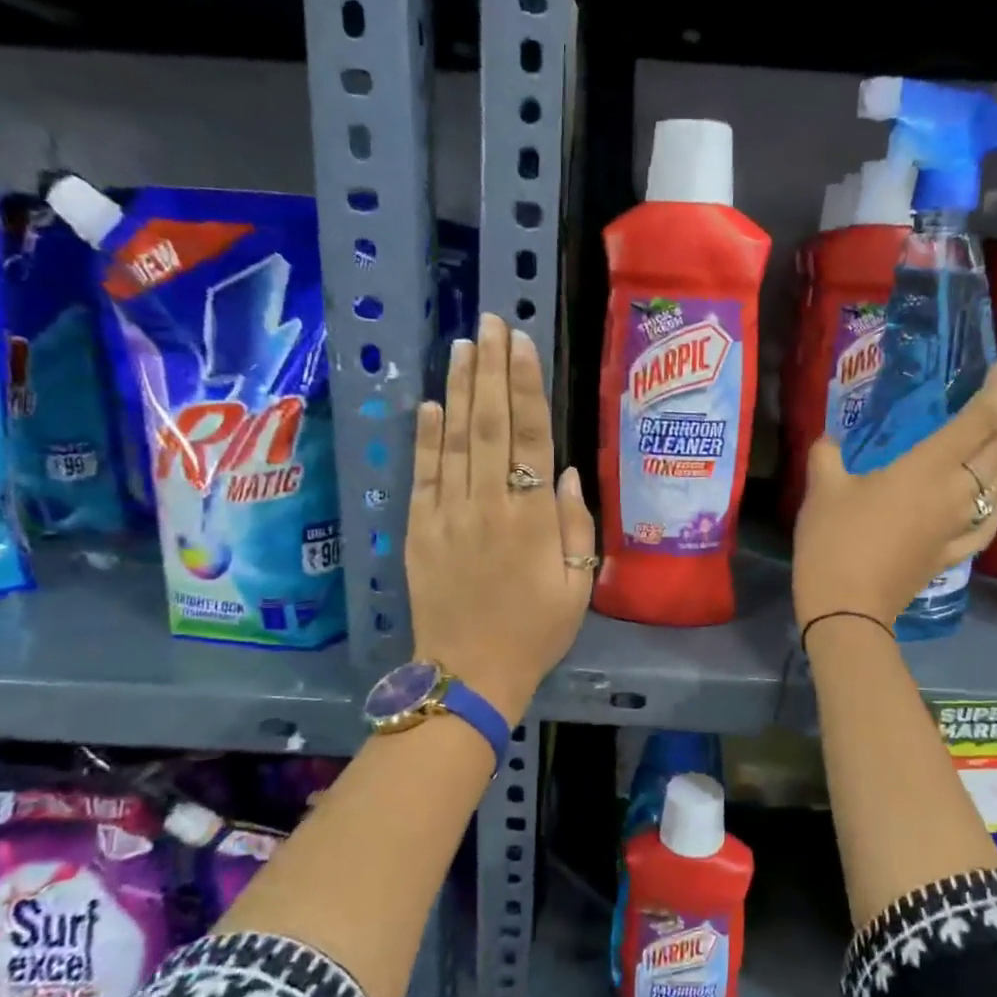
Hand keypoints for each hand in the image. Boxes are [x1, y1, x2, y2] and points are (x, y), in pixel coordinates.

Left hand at [407, 313, 596, 721]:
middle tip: (490, 321)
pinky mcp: (418, 529)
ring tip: (463, 344)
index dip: (525, 385)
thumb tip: (568, 472)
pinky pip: (423, 473)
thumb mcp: (578, 586)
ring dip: (458, 388)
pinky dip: (426, 436)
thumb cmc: (535, 632)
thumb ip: (576, 525)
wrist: (469, 674)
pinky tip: (430, 402)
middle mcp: (489, 504)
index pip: (529, 436)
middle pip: (488, 423)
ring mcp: (448, 514)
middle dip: (490, 368)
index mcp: (532, 518)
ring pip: (454, 439)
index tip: (521, 343)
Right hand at [792, 356, 996, 626]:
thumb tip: (829, 441)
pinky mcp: (951, 554)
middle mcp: (955, 493)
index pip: (974, 421)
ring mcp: (957, 526)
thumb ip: (827, 455)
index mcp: (927, 468)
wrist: (846, 608)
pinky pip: (987, 525)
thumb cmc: (835, 540)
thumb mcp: (822, 489)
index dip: (993, 392)